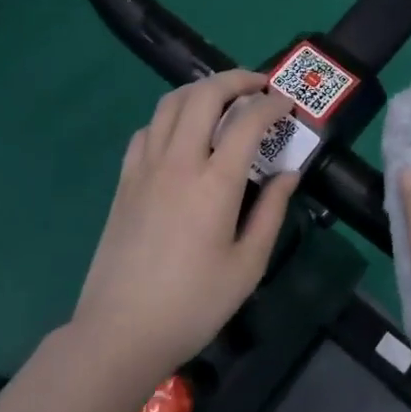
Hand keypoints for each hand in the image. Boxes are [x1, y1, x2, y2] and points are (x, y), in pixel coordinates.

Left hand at [69, 69, 297, 390]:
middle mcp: (178, 162)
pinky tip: (182, 133)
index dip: (271, 105)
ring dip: (200, 90)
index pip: (247, 122)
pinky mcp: (125, 181)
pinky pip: (147, 130)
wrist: (121, 331)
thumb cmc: (194, 304)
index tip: (286, 105)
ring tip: (222, 98)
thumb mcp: (248, 266)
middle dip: (235, 80)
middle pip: (203, 95)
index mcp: (215, 184)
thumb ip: (272, 212)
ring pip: (170, 103)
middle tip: (257, 86)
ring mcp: (145, 168)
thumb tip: (289, 174)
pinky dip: (170, 116)